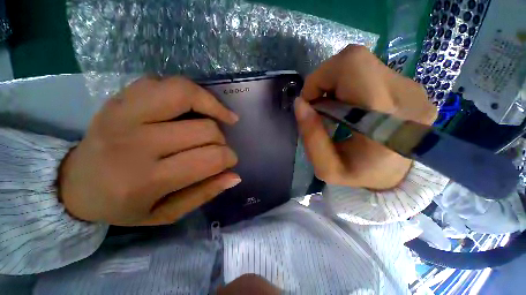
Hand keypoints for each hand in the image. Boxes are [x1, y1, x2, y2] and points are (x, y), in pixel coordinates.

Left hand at [59, 77, 240, 225]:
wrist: (75, 183)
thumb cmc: (122, 205)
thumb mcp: (165, 213)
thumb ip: (204, 194)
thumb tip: (234, 176)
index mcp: (146, 179)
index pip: (209, 158)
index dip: (229, 158)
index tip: (230, 161)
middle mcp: (135, 142)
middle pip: (204, 129)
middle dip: (222, 140)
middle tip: (219, 147)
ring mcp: (124, 112)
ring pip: (186, 94)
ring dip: (213, 106)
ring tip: (223, 117)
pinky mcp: (122, 97)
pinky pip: (167, 83)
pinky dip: (192, 92)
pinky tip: (199, 105)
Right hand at [295, 45, 436, 189]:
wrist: (399, 177)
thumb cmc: (360, 175)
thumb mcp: (327, 168)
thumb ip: (311, 136)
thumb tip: (300, 102)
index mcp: (385, 121)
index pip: (352, 66)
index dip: (321, 78)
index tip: (311, 102)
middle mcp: (407, 96)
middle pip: (355, 59)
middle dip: (327, 79)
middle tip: (321, 105)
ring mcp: (414, 88)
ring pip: (362, 63)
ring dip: (338, 83)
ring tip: (336, 108)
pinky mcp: (412, 86)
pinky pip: (371, 71)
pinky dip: (351, 85)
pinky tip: (351, 106)